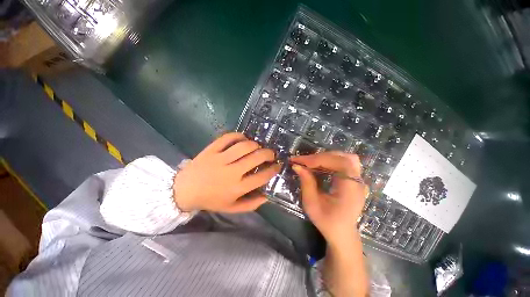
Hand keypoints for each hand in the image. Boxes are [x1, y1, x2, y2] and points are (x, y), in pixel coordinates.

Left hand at [173, 133, 279, 212]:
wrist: (184, 190)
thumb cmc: (210, 200)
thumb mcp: (232, 208)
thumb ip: (251, 204)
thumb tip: (267, 196)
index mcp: (236, 188)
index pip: (261, 177)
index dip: (273, 170)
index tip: (277, 166)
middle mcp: (230, 172)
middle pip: (256, 158)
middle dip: (268, 154)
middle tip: (271, 154)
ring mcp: (220, 159)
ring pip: (244, 146)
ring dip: (255, 144)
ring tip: (257, 147)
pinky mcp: (211, 150)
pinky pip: (227, 137)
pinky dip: (238, 136)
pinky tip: (243, 139)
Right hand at [291, 152, 367, 246]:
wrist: (342, 233)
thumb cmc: (327, 222)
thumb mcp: (312, 204)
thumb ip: (306, 183)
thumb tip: (297, 166)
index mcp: (350, 190)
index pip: (340, 163)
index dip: (319, 159)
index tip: (300, 161)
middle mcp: (358, 182)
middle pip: (343, 158)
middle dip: (320, 157)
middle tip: (304, 161)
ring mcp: (358, 180)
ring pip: (346, 158)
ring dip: (327, 157)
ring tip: (312, 162)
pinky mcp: (354, 180)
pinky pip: (345, 163)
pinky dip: (331, 161)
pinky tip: (321, 165)